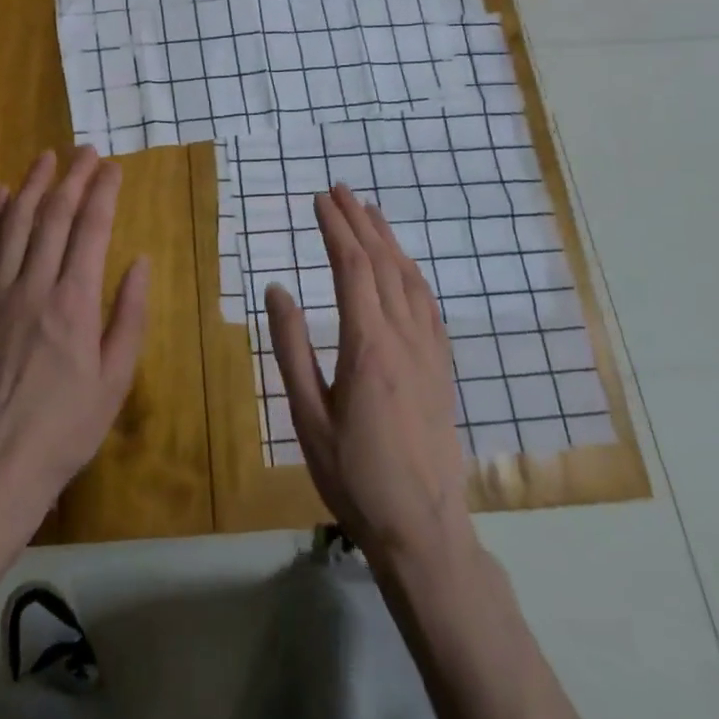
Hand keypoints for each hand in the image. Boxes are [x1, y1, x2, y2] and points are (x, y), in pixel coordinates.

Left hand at [0, 146, 149, 530]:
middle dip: (72, 178)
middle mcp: (34, 286)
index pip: (92, 230)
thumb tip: (139, 262)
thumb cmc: (65, 428)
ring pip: (14, 224)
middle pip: (53, 216)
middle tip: (85, 150)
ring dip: (31, 185)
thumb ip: (129, 316)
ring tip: (46, 157)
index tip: (112, 167)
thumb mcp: (115, 380)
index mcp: (75, 303)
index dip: (103, 193)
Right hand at [267, 185, 471, 566]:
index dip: (335, 228)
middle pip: (383, 262)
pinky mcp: (442, 367)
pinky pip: (428, 304)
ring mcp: (429, 351)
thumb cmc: (354, 476)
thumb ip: (291, 348)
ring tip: (369, 211)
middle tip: (340, 190)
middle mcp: (403, 337)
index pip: (352, 267)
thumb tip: (277, 289)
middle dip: (359, 221)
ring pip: (409, 278)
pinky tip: (404, 266)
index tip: (318, 200)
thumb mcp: (307, 416)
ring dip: (387, 239)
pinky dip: (412, 272)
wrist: (424, 529)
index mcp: (368, 345)